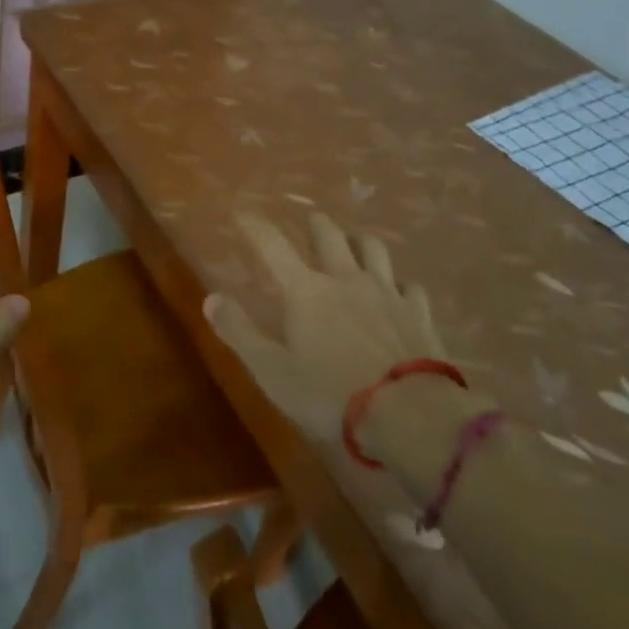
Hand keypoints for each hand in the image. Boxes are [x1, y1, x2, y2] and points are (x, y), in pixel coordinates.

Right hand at [204, 212, 460, 444]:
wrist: (410, 415)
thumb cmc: (330, 395)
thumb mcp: (273, 371)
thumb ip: (240, 333)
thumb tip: (210, 298)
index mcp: (306, 291)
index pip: (273, 245)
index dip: (255, 226)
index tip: (243, 213)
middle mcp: (346, 279)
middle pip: (330, 236)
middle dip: (316, 224)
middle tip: (310, 220)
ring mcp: (386, 293)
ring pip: (374, 249)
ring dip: (360, 241)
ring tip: (355, 242)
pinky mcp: (418, 313)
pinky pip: (410, 286)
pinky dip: (400, 284)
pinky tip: (400, 291)